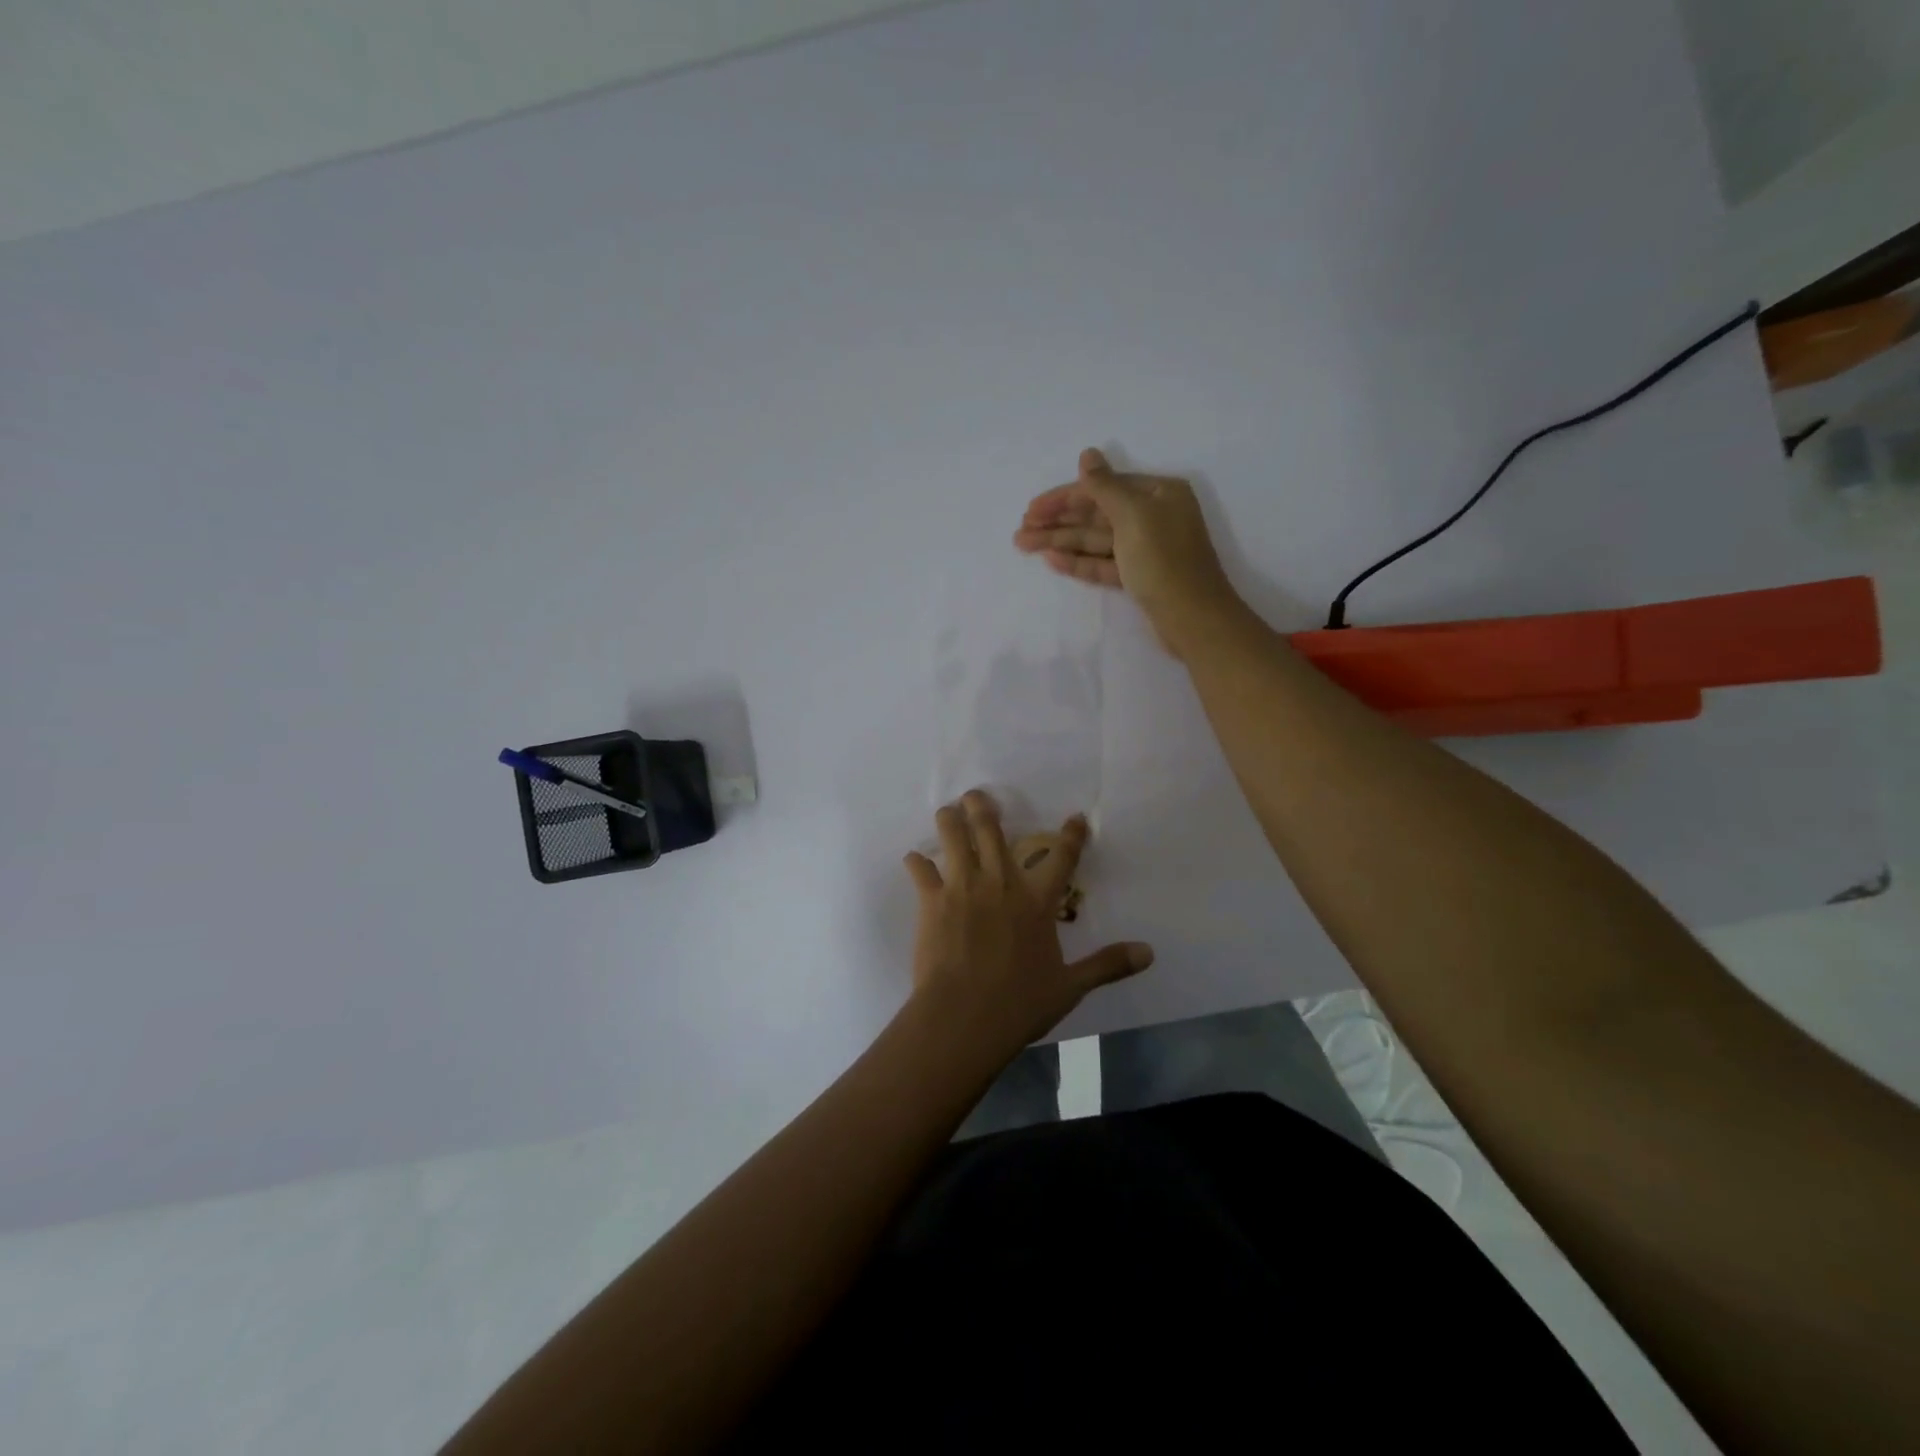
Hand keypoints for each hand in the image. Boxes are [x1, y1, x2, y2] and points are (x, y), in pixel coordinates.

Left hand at [903, 790, 1153, 1054]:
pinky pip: (920, 870)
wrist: (964, 1017)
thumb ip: (1107, 964)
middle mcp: (1000, 883)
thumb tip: (1148, 953)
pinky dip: (917, 862)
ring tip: (948, 811)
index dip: (1071, 835)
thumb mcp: (1070, 986)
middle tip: (978, 796)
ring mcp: (963, 888)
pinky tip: (914, 860)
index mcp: (1036, 901)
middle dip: (984, 807)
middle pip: (991, 829)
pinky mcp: (932, 901)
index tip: (1075, 818)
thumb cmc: (1020, 1003)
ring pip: (954, 837)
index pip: (1061, 857)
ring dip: (950, 819)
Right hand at [1014, 447, 1246, 658]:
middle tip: (1021, 532)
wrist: (1193, 618)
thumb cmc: (1164, 560)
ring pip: (1096, 540)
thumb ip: (1104, 486)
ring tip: (1025, 546)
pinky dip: (1079, 562)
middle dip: (1058, 522)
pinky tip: (1052, 560)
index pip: (1103, 488)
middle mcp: (1153, 516)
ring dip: (1061, 542)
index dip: (1064, 498)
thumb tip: (1087, 454)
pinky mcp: (1139, 577)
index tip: (1031, 509)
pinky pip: (1104, 563)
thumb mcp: (1133, 515)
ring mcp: (1146, 548)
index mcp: (1158, 493)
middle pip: (1096, 514)